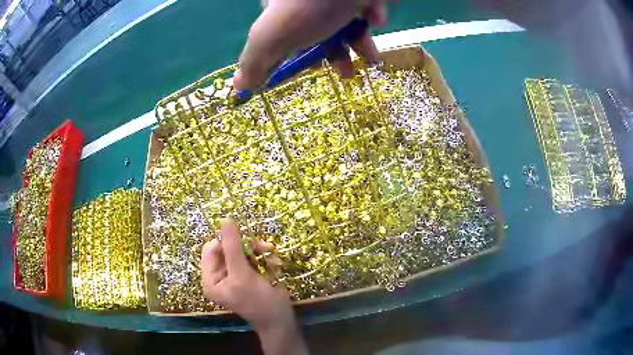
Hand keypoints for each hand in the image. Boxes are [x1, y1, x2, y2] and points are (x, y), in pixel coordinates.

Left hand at [201, 219, 307, 353]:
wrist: (281, 320)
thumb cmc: (259, 302)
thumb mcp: (243, 274)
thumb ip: (233, 247)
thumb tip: (225, 220)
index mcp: (211, 280)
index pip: (210, 251)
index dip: (225, 241)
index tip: (243, 237)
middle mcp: (219, 277)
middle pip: (226, 250)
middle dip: (245, 247)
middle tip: (262, 246)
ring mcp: (234, 276)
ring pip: (241, 252)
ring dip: (256, 251)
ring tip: (270, 253)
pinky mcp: (248, 276)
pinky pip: (251, 258)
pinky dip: (262, 257)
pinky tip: (274, 262)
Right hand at [233, 0, 387, 90]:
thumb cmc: (306, 8)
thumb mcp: (270, 38)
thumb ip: (254, 63)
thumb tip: (239, 88)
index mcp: (281, 11)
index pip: (283, 38)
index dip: (295, 58)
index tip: (308, 72)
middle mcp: (306, 2)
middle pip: (318, 32)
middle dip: (333, 55)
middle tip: (346, 73)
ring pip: (345, 22)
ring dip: (358, 43)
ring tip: (370, 60)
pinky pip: (365, 7)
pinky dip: (372, 15)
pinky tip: (375, 19)